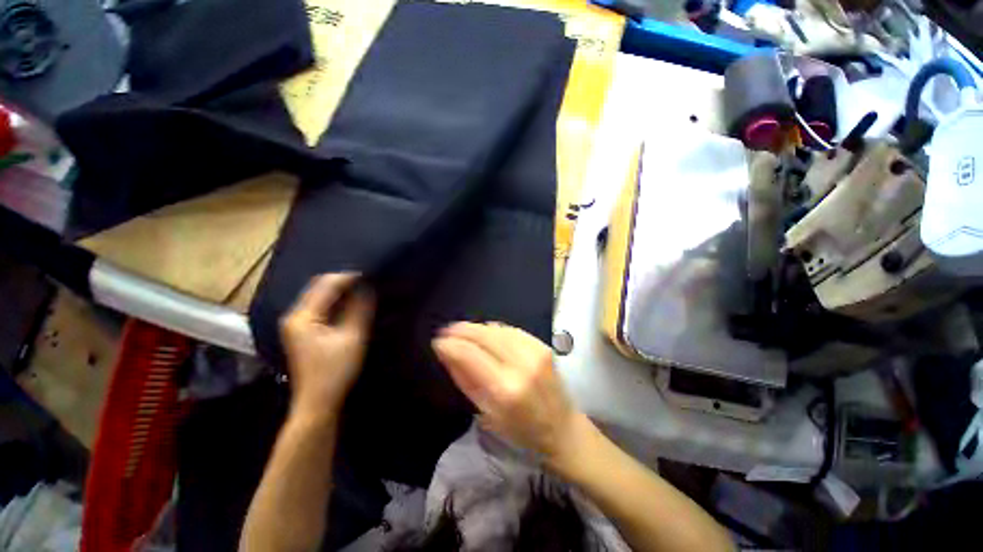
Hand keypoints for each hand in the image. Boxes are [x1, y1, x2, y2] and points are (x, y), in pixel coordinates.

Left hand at [280, 273, 373, 421]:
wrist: (317, 403)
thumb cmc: (335, 371)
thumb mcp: (352, 337)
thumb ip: (360, 309)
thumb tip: (368, 287)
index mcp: (302, 317)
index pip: (325, 285)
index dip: (348, 277)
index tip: (370, 274)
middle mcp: (294, 316)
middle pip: (318, 288)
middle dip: (344, 282)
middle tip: (368, 281)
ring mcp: (296, 325)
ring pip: (319, 297)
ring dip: (340, 292)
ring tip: (363, 290)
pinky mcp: (303, 332)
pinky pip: (320, 308)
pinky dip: (336, 302)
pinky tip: (351, 304)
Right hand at [432, 322, 586, 466]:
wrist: (563, 429)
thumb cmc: (521, 431)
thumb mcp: (486, 413)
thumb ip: (464, 379)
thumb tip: (446, 352)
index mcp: (505, 389)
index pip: (470, 354)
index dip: (450, 344)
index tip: (437, 341)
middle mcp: (521, 365)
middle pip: (484, 336)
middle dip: (462, 330)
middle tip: (446, 330)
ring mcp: (535, 352)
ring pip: (497, 329)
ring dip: (476, 327)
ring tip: (461, 330)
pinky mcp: (543, 345)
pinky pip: (512, 330)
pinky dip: (494, 329)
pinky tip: (485, 331)